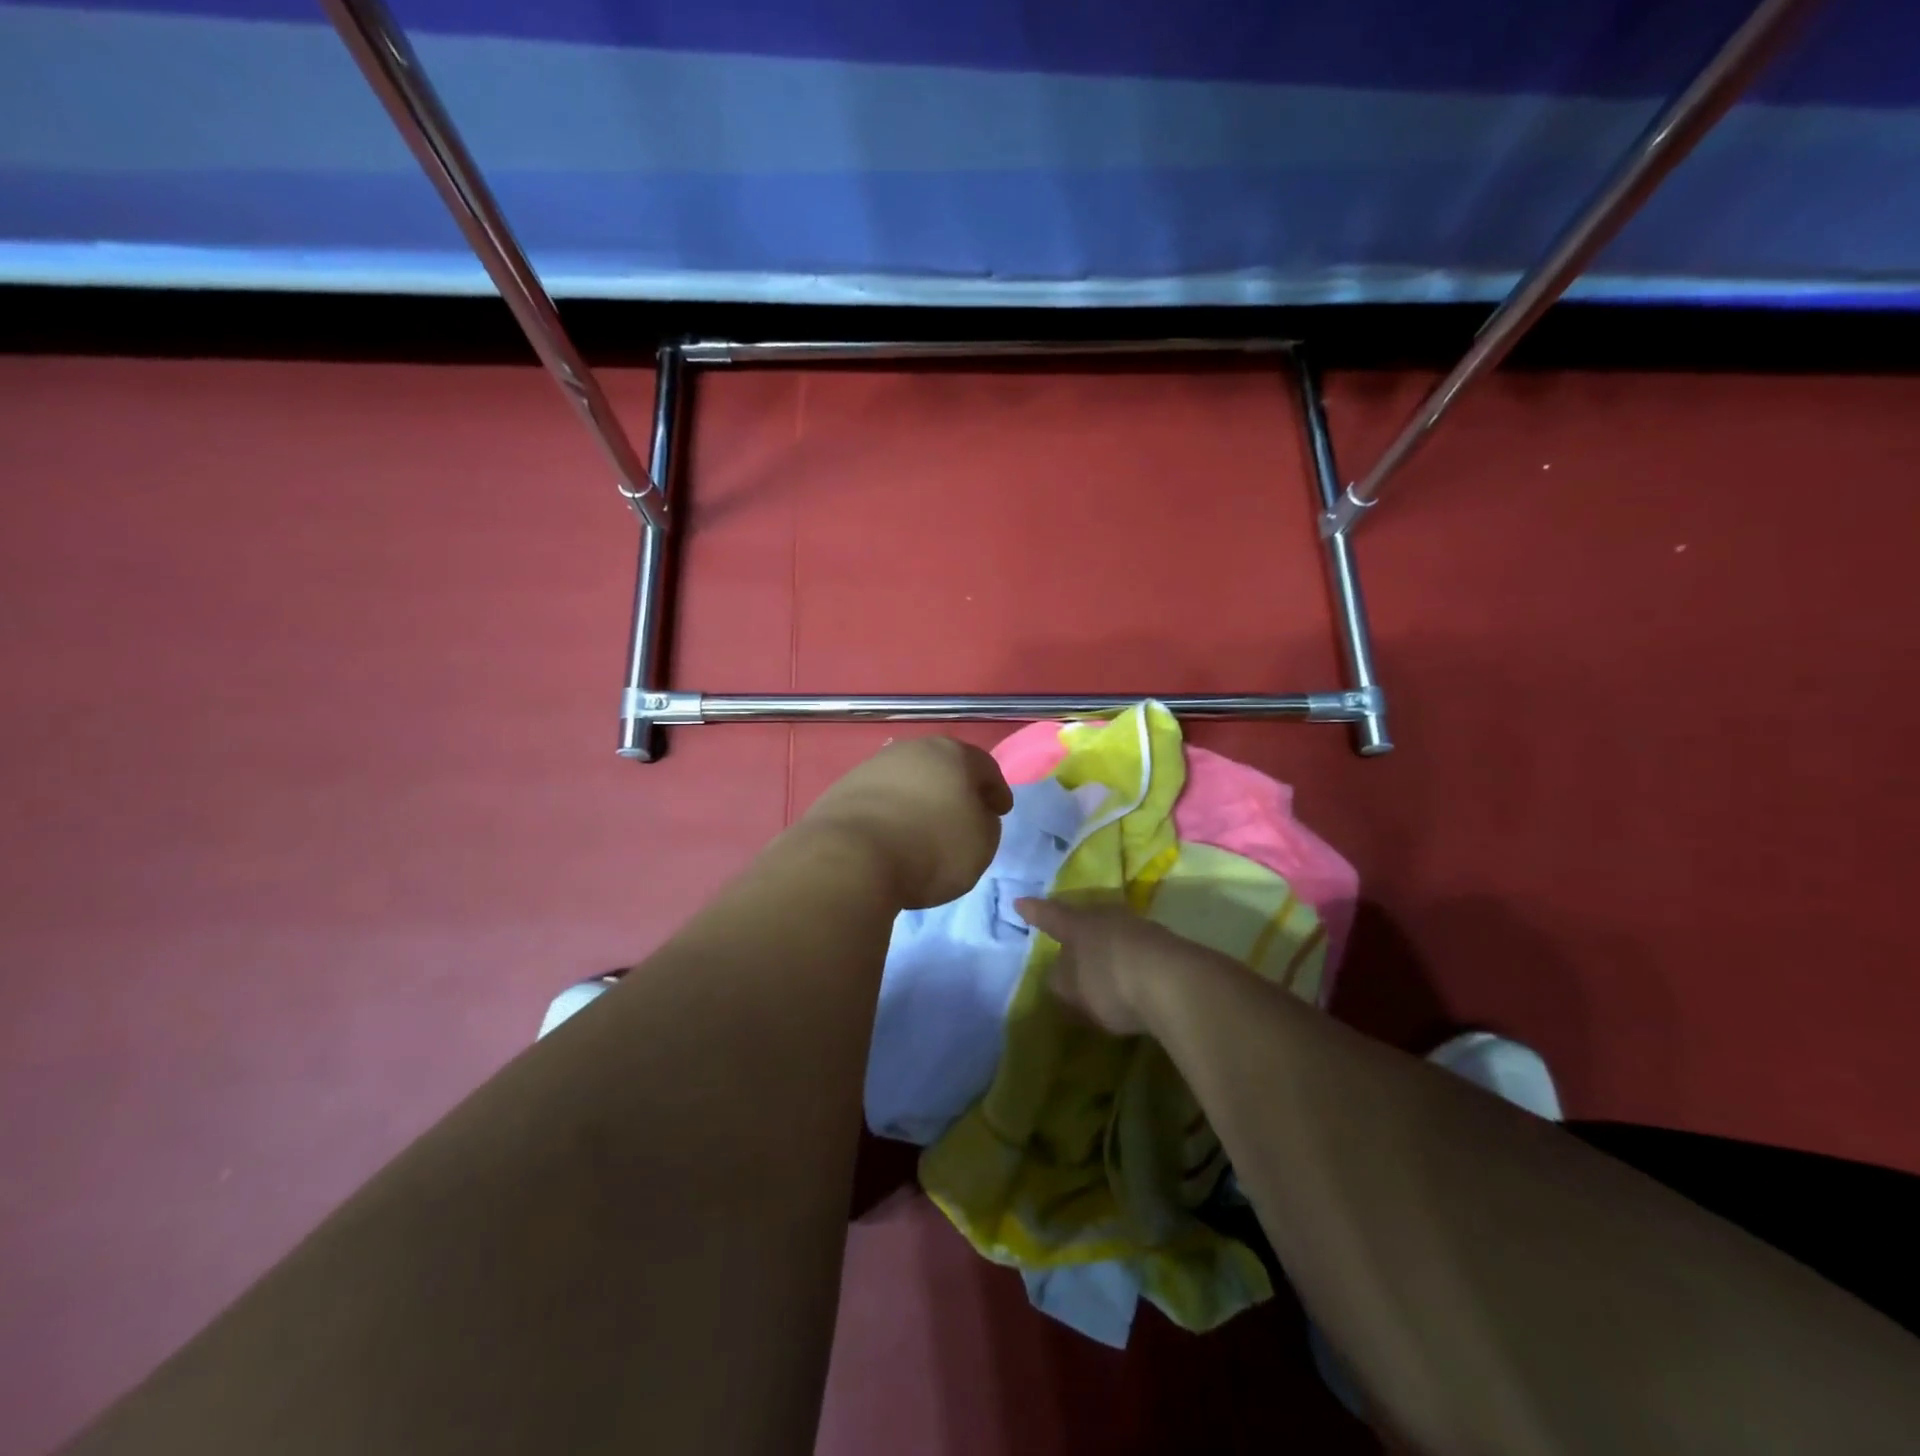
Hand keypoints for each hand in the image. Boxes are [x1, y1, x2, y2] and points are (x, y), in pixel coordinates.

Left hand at [801, 737, 1013, 909]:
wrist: (852, 857)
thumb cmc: (931, 847)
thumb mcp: (981, 844)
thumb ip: (986, 823)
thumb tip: (975, 814)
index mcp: (953, 754)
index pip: (985, 767)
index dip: (997, 790)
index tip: (1000, 811)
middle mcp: (913, 749)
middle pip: (943, 766)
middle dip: (955, 787)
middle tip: (963, 813)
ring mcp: (874, 765)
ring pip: (908, 779)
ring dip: (920, 797)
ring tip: (923, 825)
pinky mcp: (844, 788)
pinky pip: (880, 798)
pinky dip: (891, 811)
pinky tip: (892, 832)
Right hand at [1014, 897, 1240, 1035]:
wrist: (1176, 983)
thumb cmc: (1111, 981)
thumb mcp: (1074, 989)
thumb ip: (1062, 981)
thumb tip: (1061, 975)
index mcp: (1078, 924)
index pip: (1050, 916)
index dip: (1034, 912)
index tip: (1020, 902)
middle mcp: (1108, 917)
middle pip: (1087, 919)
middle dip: (1078, 929)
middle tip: (1069, 940)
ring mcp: (1141, 929)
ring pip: (1115, 933)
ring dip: (1107, 947)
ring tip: (1101, 965)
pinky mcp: (1167, 948)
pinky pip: (1138, 951)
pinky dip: (1130, 962)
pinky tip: (1131, 979)